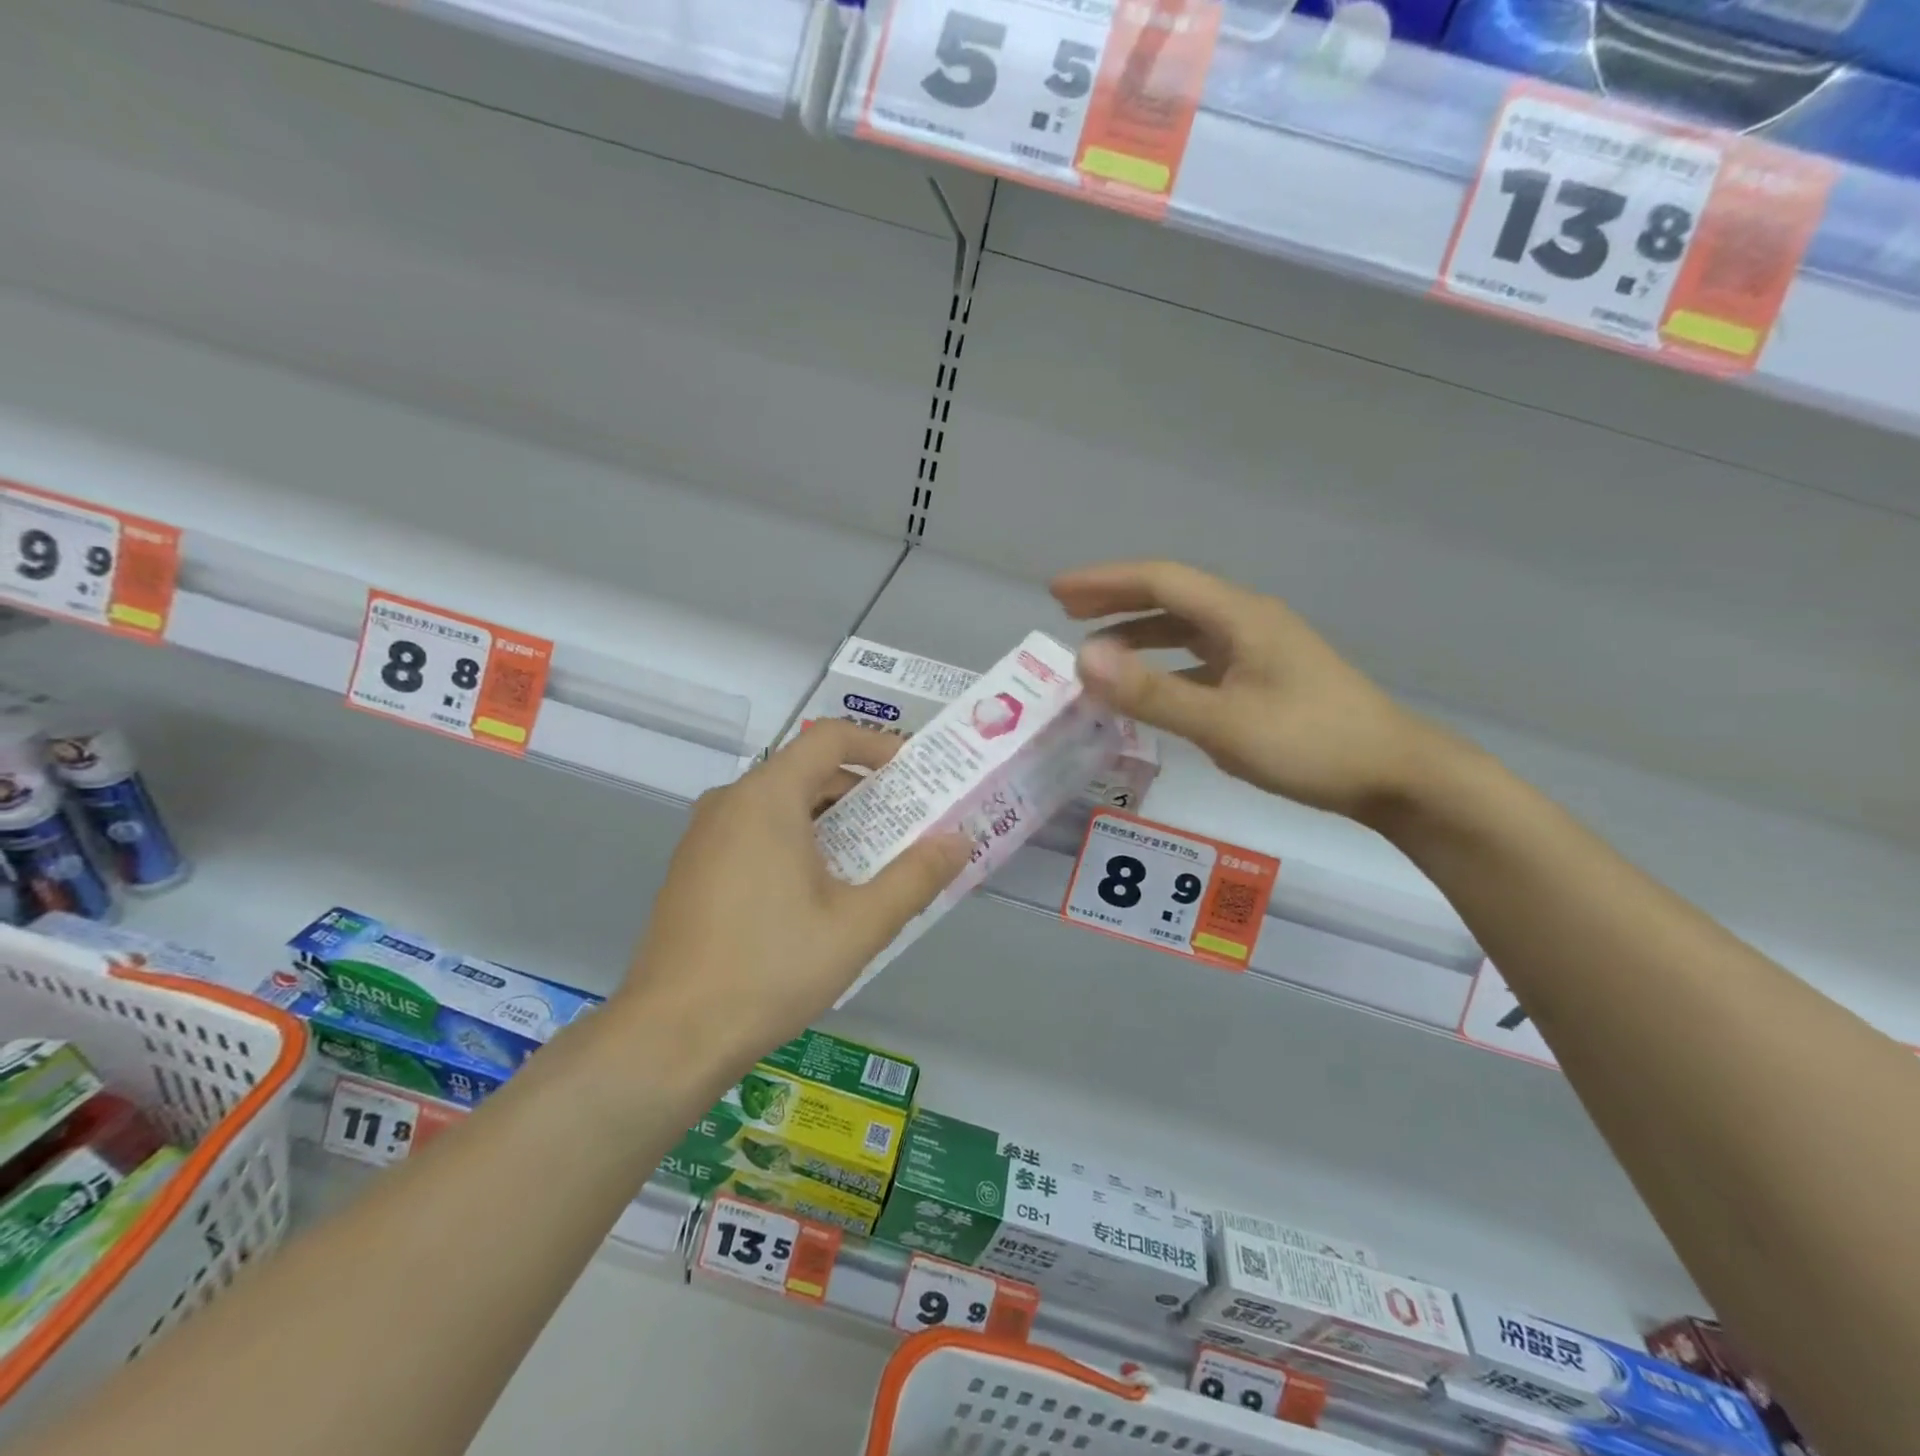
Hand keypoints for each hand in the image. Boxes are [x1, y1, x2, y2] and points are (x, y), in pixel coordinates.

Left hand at [620, 720, 969, 1075]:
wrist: (670, 1035)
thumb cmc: (771, 969)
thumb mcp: (858, 925)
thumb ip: (915, 877)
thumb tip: (959, 840)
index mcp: (767, 797)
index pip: (831, 738)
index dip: (880, 746)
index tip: (917, 776)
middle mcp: (730, 801)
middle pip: (808, 770)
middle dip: (864, 792)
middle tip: (908, 825)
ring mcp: (705, 834)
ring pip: (782, 803)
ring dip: (833, 820)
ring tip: (875, 860)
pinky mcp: (694, 867)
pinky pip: (756, 831)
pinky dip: (798, 840)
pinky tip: (821, 890)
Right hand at [1051, 560, 1457, 825]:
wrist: (1397, 774)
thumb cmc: (1312, 744)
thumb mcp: (1223, 723)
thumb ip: (1152, 693)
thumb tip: (1084, 659)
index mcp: (1240, 617)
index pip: (1160, 581)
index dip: (1104, 582)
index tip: (1056, 592)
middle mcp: (1248, 622)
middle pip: (1172, 597)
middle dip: (1116, 600)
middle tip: (1066, 609)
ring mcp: (1259, 651)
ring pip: (1186, 630)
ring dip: (1139, 634)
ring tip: (1097, 649)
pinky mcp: (1265, 679)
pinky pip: (1201, 660)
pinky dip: (1165, 666)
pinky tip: (1150, 689)